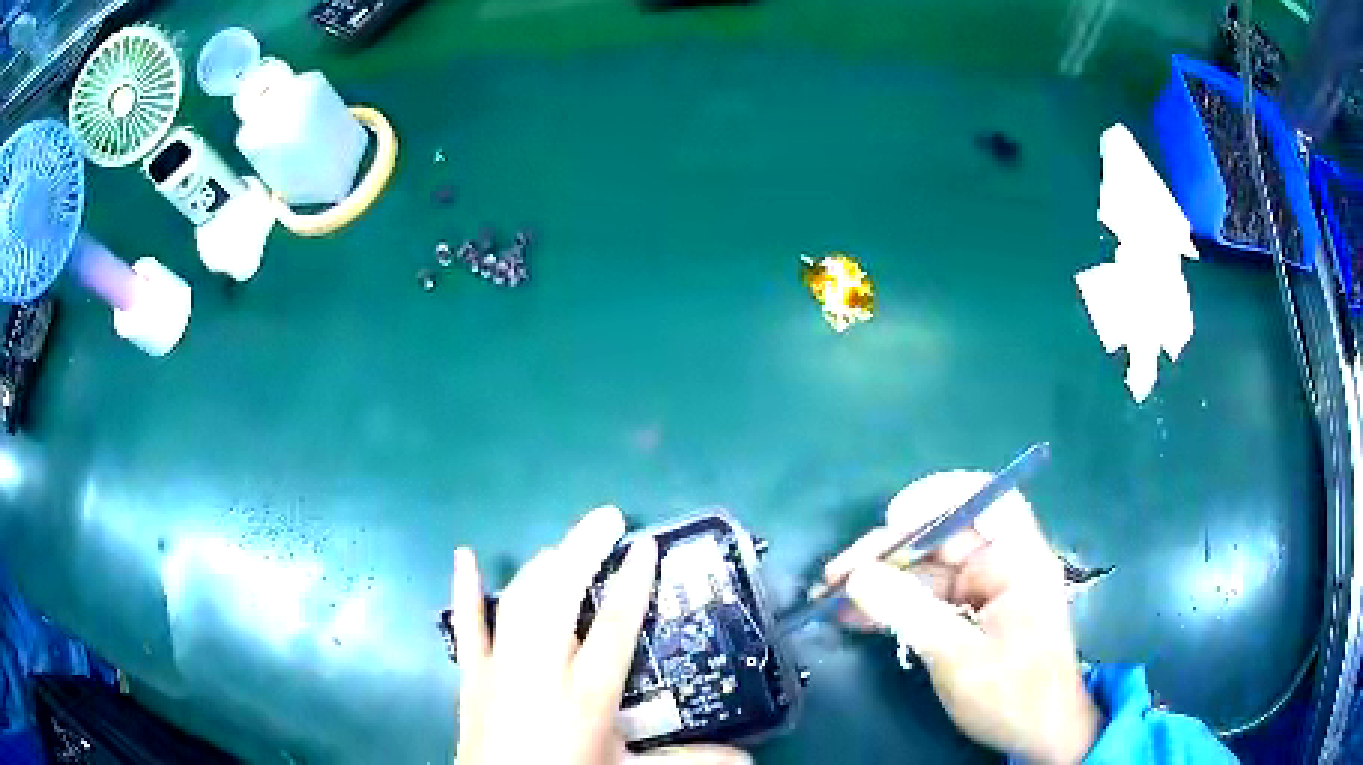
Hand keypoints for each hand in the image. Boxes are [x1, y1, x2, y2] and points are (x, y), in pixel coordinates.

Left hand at [452, 506, 752, 764]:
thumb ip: (690, 762)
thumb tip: (749, 758)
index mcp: (586, 694)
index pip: (614, 625)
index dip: (632, 582)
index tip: (645, 545)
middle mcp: (541, 670)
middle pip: (560, 595)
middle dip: (583, 550)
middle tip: (607, 518)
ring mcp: (501, 667)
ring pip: (519, 600)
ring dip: (543, 565)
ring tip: (567, 544)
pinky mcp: (473, 675)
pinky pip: (467, 625)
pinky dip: (466, 589)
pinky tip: (464, 555)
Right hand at [825, 472, 1100, 764]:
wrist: (1034, 734)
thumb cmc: (1012, 693)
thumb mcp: (958, 656)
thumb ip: (908, 612)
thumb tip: (856, 577)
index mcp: (1019, 560)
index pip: (988, 500)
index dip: (941, 496)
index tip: (894, 515)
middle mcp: (1000, 565)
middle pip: (942, 537)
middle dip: (889, 550)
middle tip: (838, 573)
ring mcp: (981, 591)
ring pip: (925, 570)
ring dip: (879, 580)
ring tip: (828, 596)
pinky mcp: (965, 615)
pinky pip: (923, 598)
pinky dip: (890, 604)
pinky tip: (852, 614)